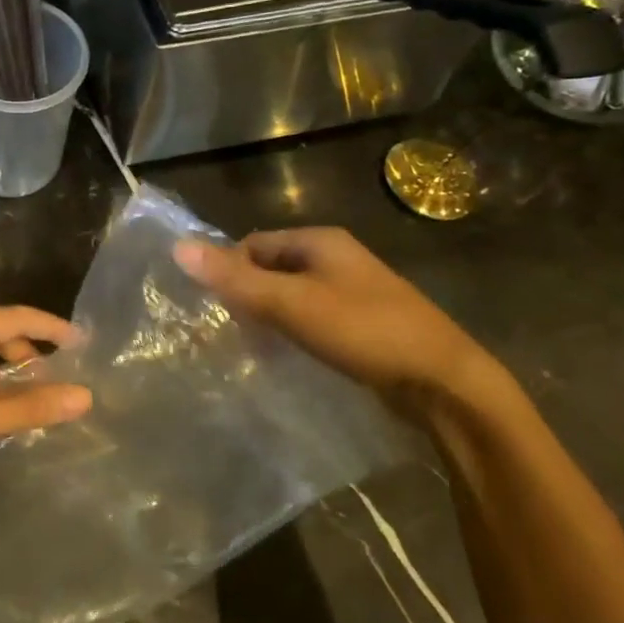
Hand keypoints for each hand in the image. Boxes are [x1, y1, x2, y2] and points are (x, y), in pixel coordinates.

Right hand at [173, 229, 507, 409]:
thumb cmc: (364, 331)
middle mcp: (336, 258)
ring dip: (267, 315)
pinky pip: (312, 317)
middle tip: (226, 329)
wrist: (444, 382)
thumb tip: (178, 247)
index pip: (252, 243)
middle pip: (271, 267)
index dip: (228, 269)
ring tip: (250, 346)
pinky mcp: (362, 323)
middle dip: (246, 294)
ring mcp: (352, 291)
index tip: (211, 305)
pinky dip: (292, 331)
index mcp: (320, 241)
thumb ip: (235, 279)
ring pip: (291, 294)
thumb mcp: (292, 303)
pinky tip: (286, 355)